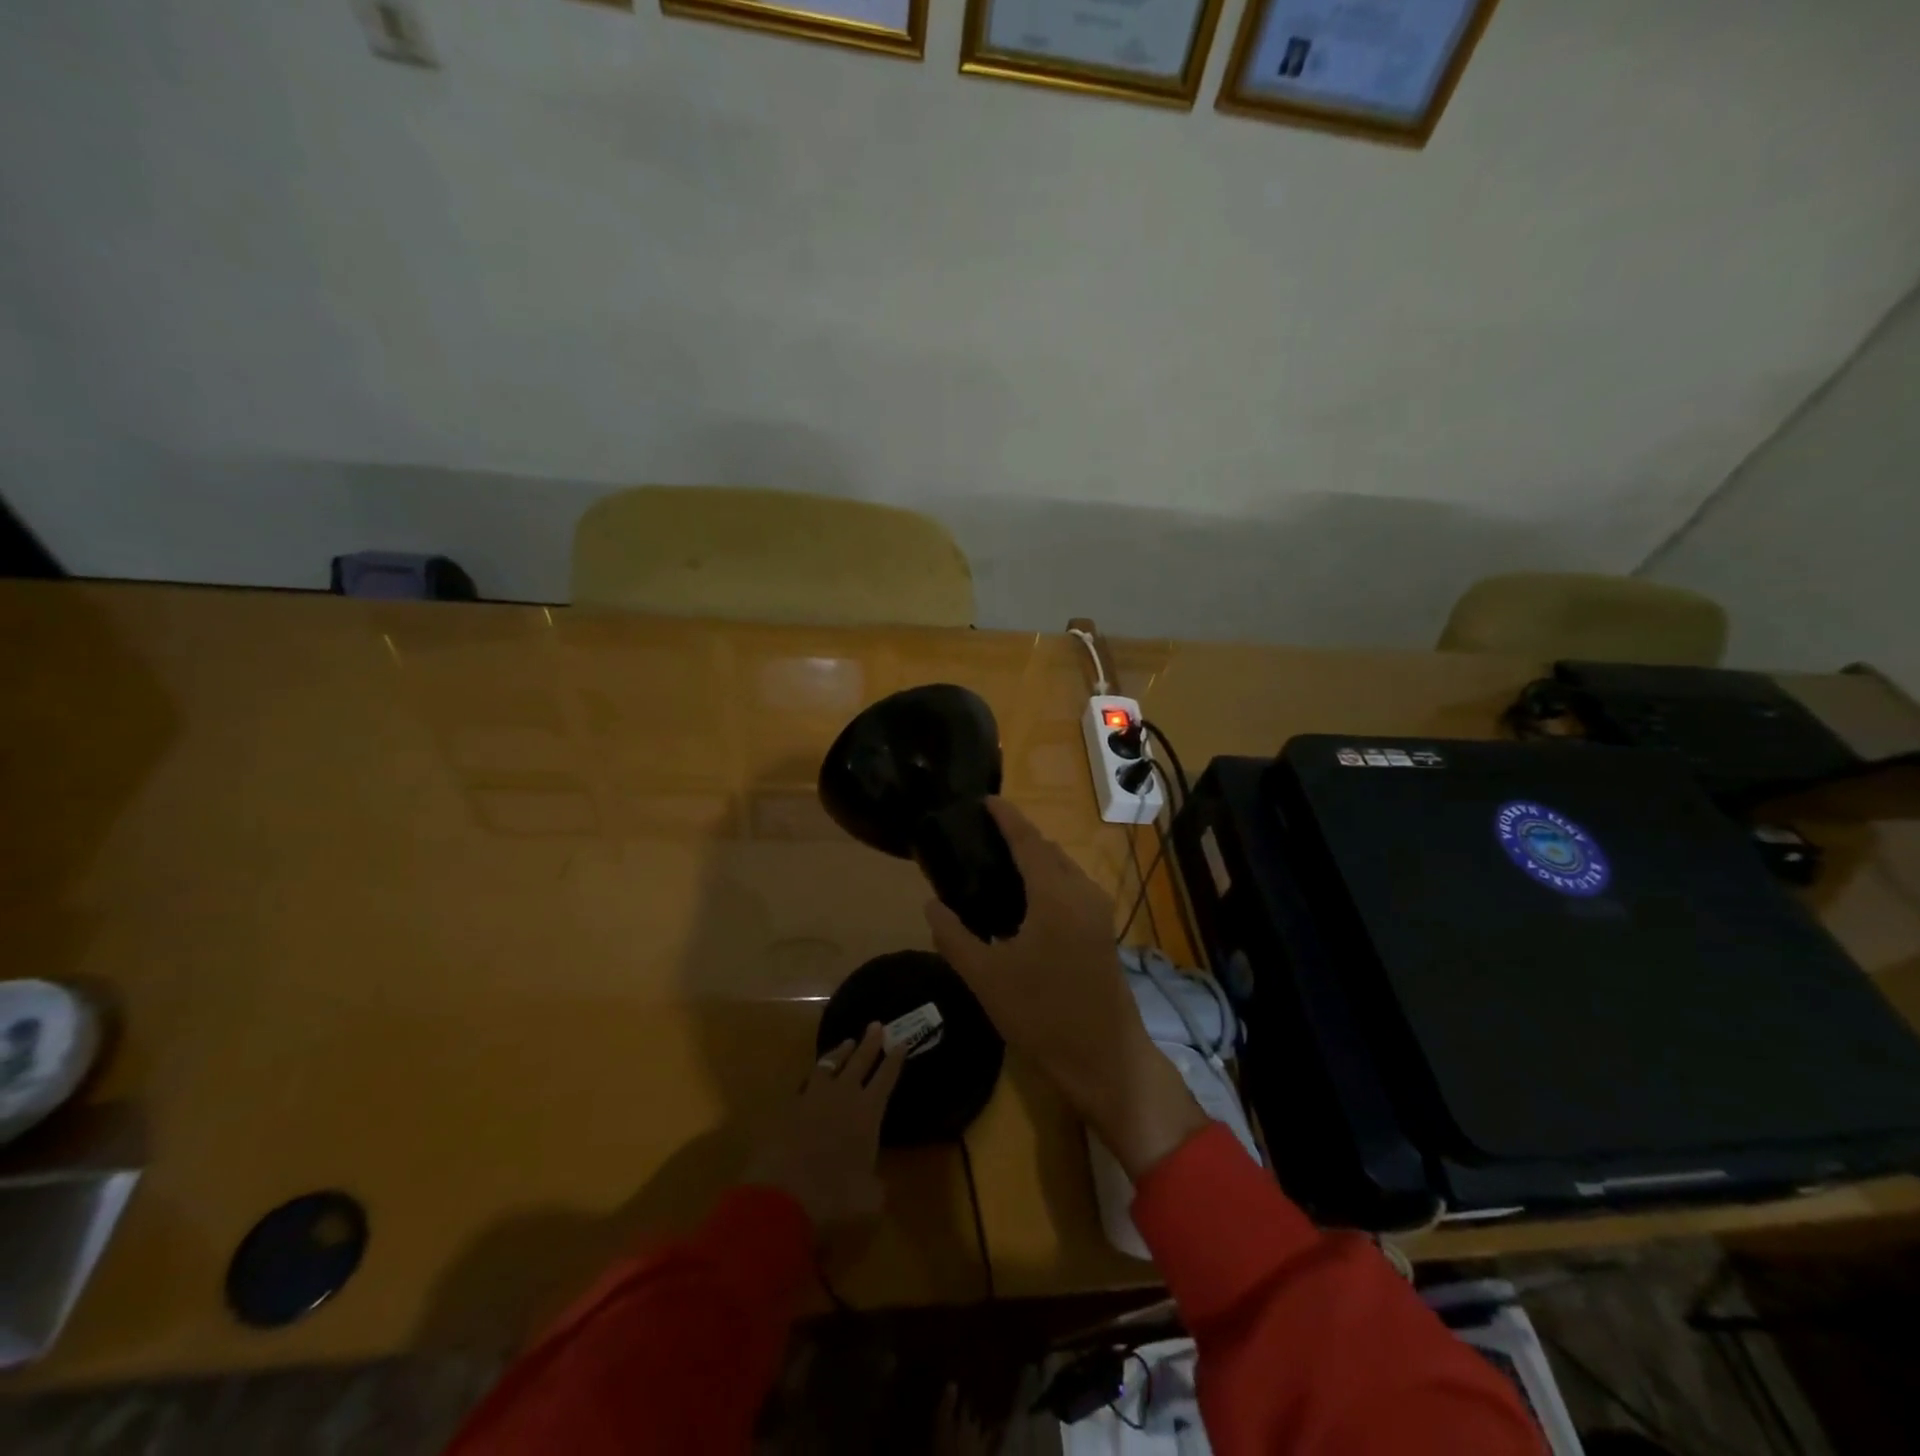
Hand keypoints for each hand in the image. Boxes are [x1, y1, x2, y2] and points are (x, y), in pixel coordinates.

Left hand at [744, 1024, 903, 1238]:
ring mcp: (812, 1098)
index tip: (902, 1041)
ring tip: (848, 1042)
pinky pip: (805, 1083)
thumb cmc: (833, 1198)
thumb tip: (877, 1186)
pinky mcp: (787, 1108)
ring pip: (830, 1064)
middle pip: (860, 1061)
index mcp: (867, 1113)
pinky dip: (814, 1076)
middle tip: (877, 1024)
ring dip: (841, 1052)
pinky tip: (814, 1077)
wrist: (780, 1198)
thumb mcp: (868, 1200)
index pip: (886, 1078)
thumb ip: (876, 1187)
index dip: (895, 1060)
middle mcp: (842, 1096)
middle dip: (871, 1043)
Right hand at [923, 798, 1207, 1180]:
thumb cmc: (1042, 1015)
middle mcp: (1082, 893)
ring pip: (1064, 868)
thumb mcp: (986, 977)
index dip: (1007, 817)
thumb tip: (931, 904)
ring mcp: (1098, 912)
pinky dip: (1049, 879)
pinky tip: (1025, 899)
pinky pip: (1072, 887)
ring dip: (1036, 858)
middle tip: (983, 836)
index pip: (1028, 841)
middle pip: (1049, 850)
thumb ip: (954, 936)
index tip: (986, 799)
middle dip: (1020, 836)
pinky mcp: (1103, 931)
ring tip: (999, 863)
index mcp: (1055, 896)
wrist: (1104, 1058)